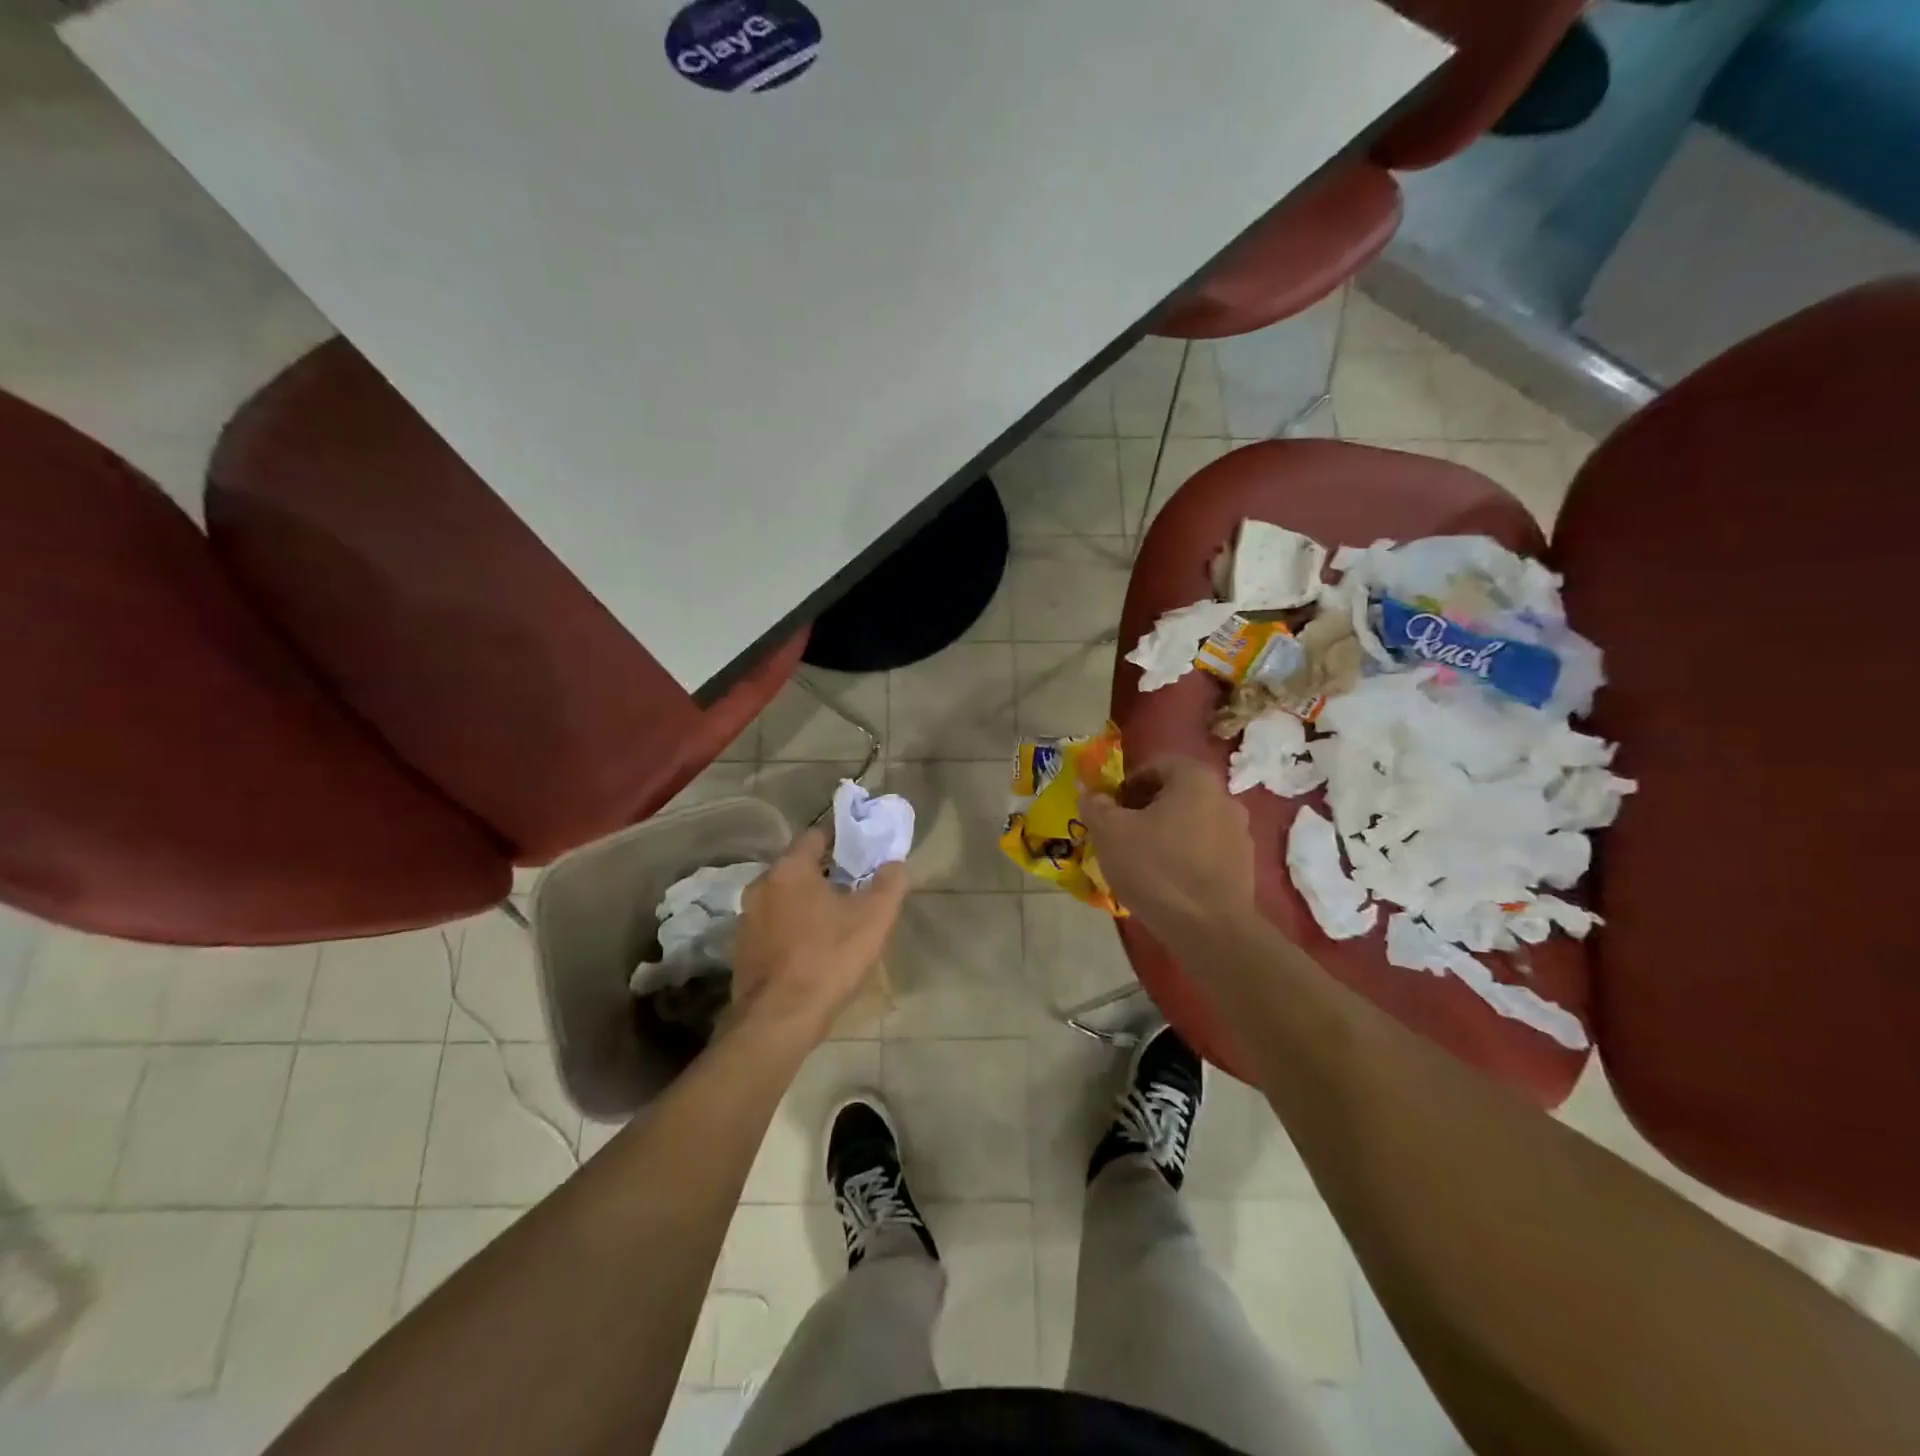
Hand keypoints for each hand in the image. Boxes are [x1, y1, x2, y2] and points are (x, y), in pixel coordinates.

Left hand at [730, 828, 908, 1038]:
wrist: (779, 1021)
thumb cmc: (828, 959)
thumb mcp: (874, 918)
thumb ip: (890, 883)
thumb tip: (895, 863)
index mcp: (789, 869)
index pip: (815, 835)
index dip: (841, 838)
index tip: (862, 849)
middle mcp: (761, 886)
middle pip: (798, 867)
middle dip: (826, 872)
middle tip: (855, 885)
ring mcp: (747, 919)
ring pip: (785, 897)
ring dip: (808, 901)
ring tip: (837, 918)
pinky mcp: (743, 950)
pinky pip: (774, 926)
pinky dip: (793, 927)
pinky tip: (813, 948)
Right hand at [1083, 756, 1255, 936]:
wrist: (1210, 929)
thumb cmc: (1156, 868)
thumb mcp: (1109, 833)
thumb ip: (1095, 806)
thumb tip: (1088, 793)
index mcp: (1195, 779)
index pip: (1155, 766)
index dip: (1126, 785)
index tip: (1109, 811)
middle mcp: (1224, 797)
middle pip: (1174, 795)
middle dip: (1144, 810)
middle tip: (1120, 835)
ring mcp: (1239, 833)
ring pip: (1190, 824)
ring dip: (1165, 835)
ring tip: (1140, 862)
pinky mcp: (1244, 866)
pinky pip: (1205, 851)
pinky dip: (1184, 858)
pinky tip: (1165, 883)